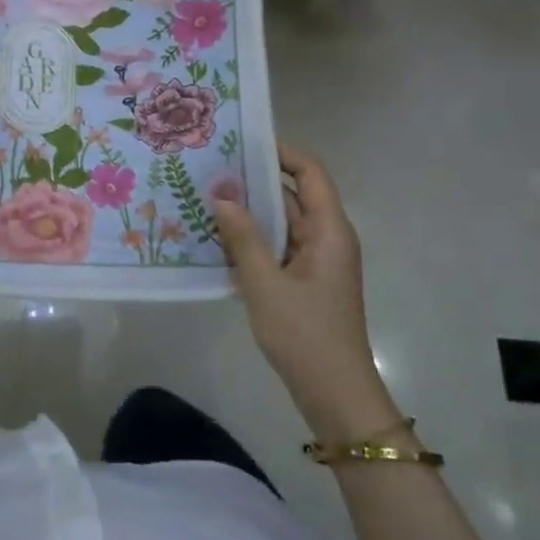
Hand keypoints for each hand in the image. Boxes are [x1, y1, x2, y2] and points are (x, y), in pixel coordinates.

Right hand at [214, 145, 386, 439]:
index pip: (310, 173)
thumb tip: (220, 195)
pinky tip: (217, 241)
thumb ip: (242, 237)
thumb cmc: (304, 334)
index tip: (242, 143)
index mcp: (329, 230)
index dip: (281, 152)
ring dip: (249, 213)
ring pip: (282, 224)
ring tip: (205, 199)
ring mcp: (317, 263)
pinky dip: (252, 241)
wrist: (334, 395)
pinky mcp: (305, 283)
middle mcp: (327, 239)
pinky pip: (277, 249)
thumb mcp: (265, 283)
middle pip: (293, 195)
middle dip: (254, 182)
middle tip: (211, 169)